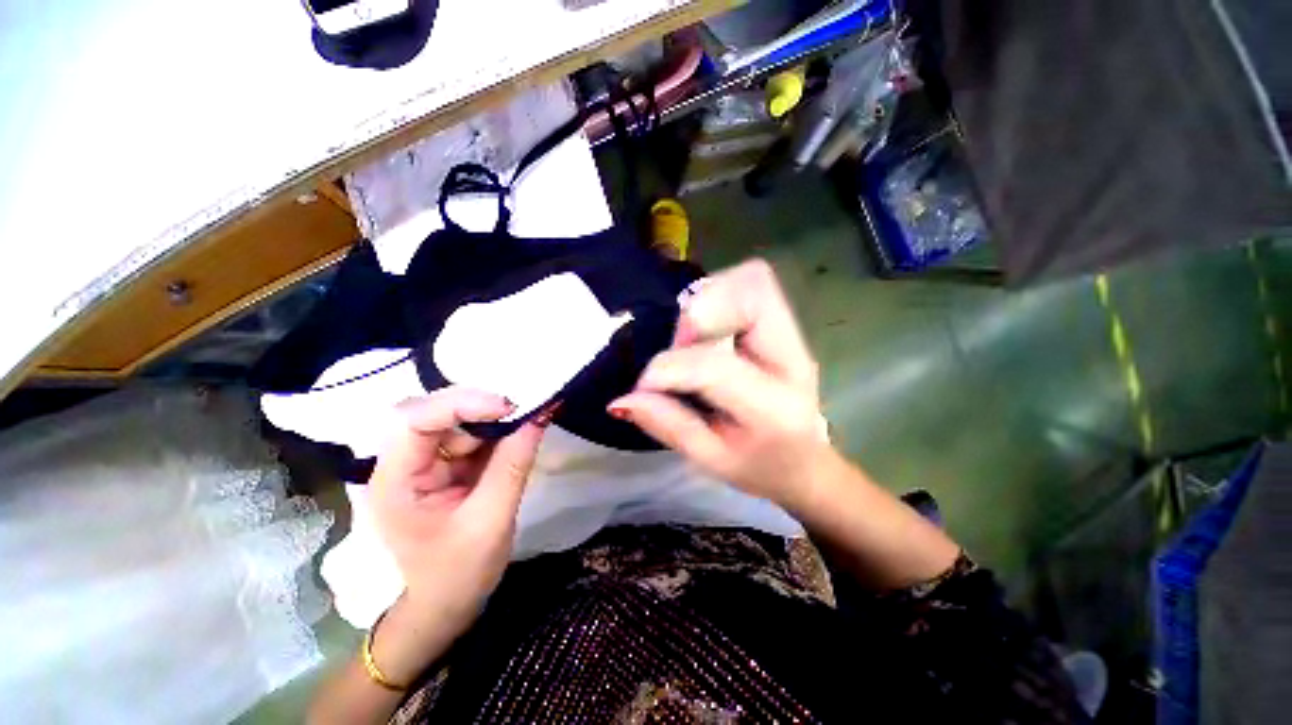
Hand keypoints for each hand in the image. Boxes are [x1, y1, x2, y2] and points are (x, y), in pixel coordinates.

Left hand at [368, 388, 547, 642]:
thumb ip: (514, 465)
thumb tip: (539, 416)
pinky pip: (473, 435)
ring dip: (493, 419)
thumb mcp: (491, 520)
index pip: (415, 421)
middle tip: (521, 411)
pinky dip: (498, 431)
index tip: (508, 407)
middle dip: (479, 407)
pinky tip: (517, 436)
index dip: (461, 404)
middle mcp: (404, 462)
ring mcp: (426, 461)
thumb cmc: (459, 573)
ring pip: (458, 419)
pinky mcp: (447, 464)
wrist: (448, 603)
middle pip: (435, 412)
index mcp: (395, 480)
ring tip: (525, 424)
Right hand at [609, 259, 828, 507]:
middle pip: (752, 291)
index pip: (715, 366)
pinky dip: (716, 298)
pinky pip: (747, 285)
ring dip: (707, 301)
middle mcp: (792, 357)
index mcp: (774, 407)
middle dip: (699, 312)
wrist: (805, 461)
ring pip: (750, 280)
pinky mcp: (780, 324)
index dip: (668, 369)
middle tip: (680, 348)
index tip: (645, 386)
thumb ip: (669, 426)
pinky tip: (705, 333)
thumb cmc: (760, 467)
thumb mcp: (711, 460)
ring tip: (691, 341)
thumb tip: (622, 400)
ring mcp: (790, 334)